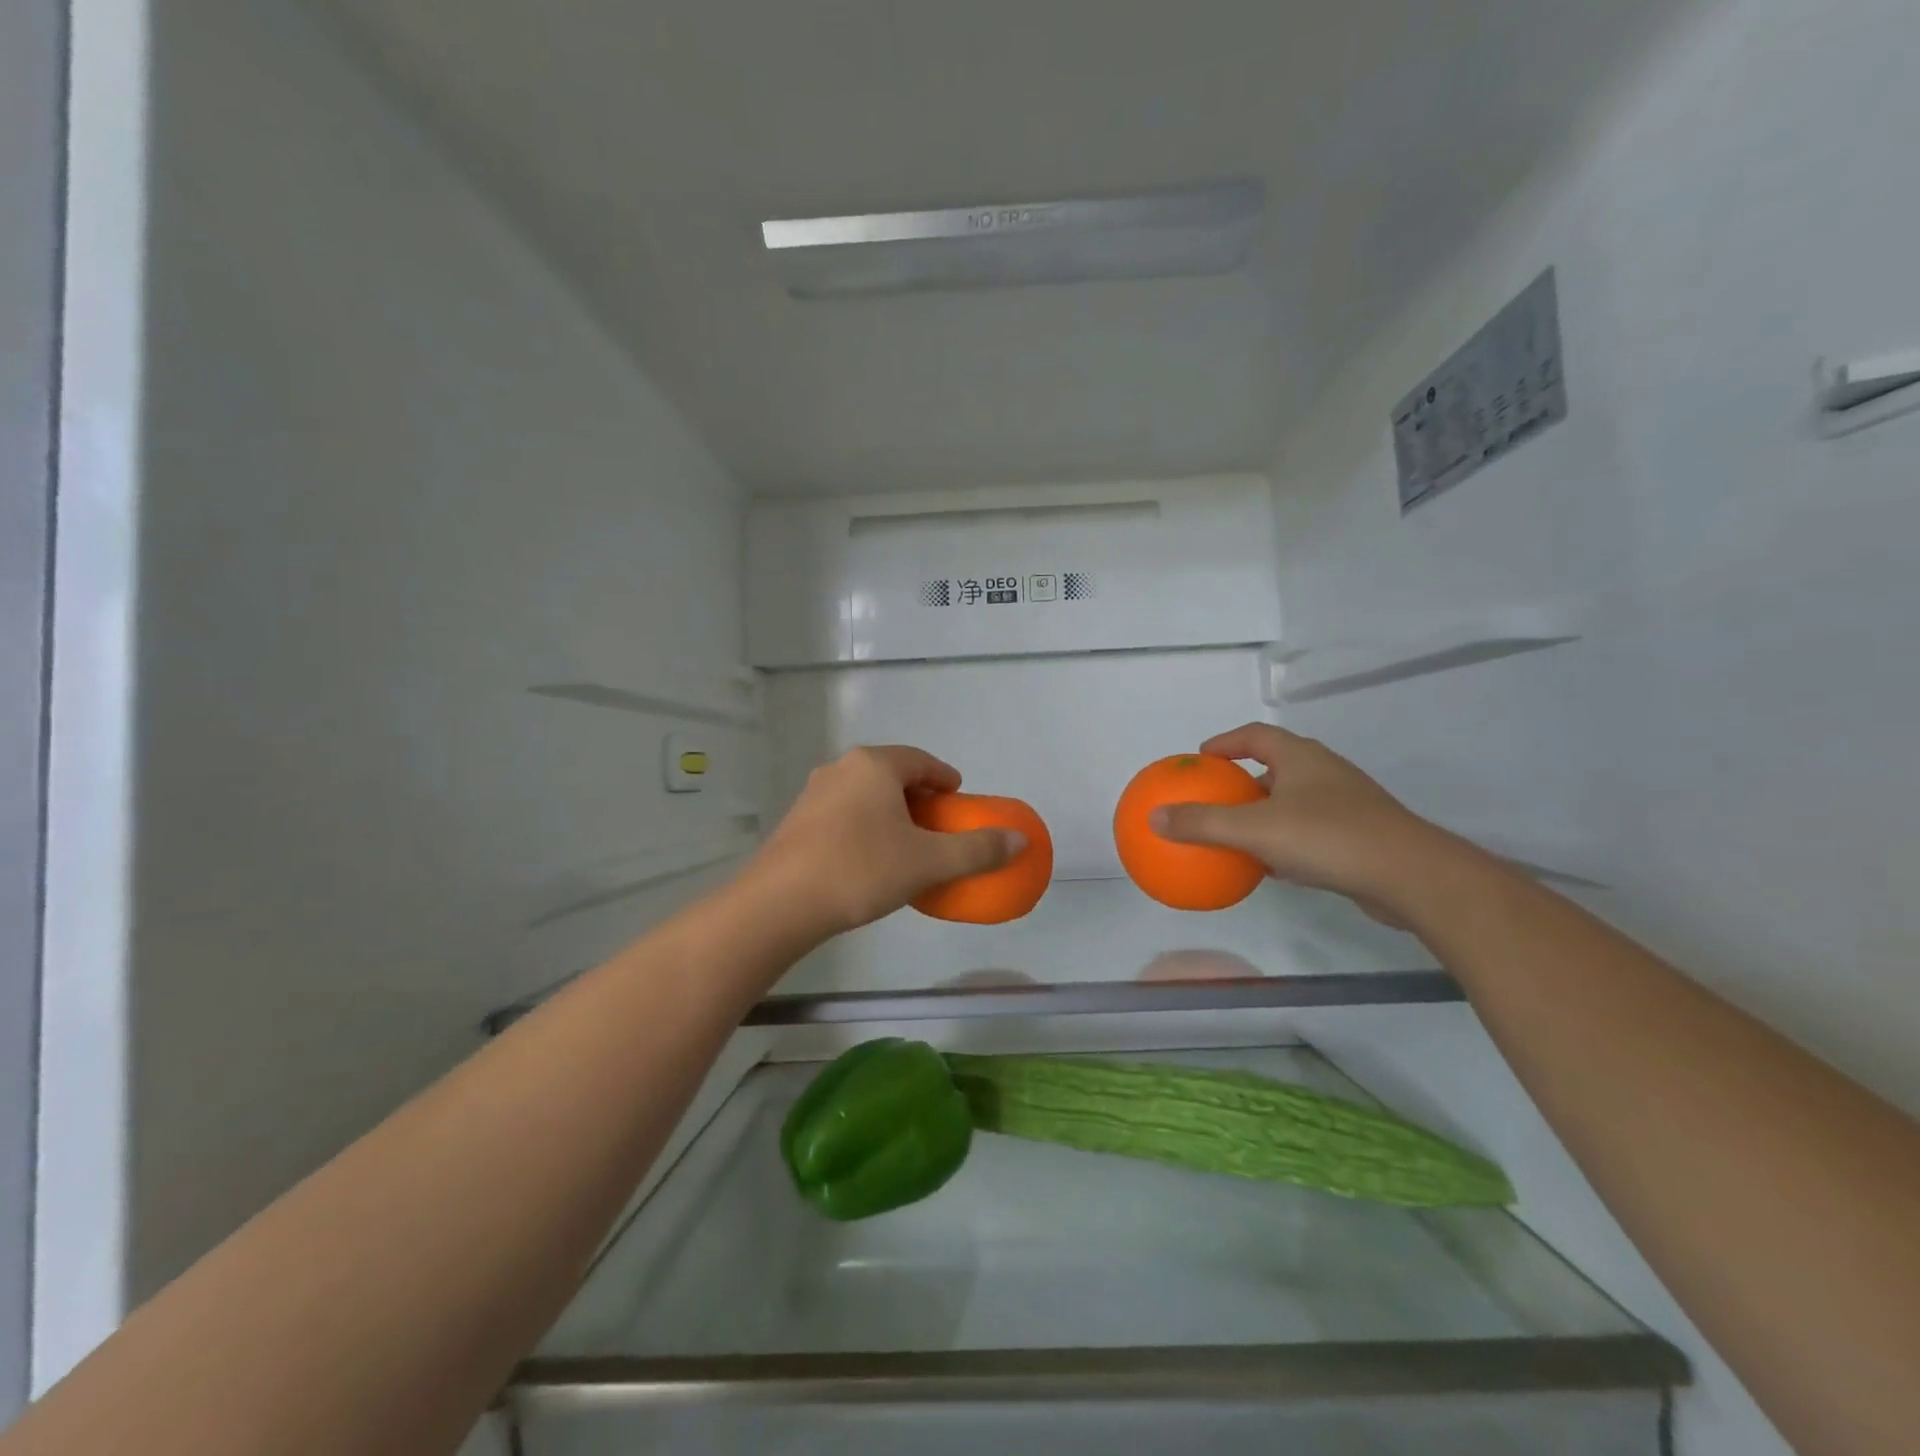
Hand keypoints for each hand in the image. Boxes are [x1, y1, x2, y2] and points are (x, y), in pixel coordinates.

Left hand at [747, 746, 1022, 937]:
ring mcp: (813, 793)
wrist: (779, 904)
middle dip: (918, 795)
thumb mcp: (928, 862)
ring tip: (905, 842)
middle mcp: (841, 768)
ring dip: (889, 810)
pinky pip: (842, 812)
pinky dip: (864, 825)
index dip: (944, 778)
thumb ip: (977, 849)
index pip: (920, 761)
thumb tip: (1020, 839)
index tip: (958, 798)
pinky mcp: (796, 821)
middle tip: (936, 823)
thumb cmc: (861, 871)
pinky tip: (868, 858)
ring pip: (863, 793)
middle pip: (891, 774)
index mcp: (874, 765)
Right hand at [1151, 724, 1448, 913]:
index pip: (1255, 735)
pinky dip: (1283, 841)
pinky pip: (1308, 831)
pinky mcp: (1358, 836)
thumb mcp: (1254, 829)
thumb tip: (1153, 818)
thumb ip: (1203, 823)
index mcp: (1300, 757)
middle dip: (1243, 778)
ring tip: (1234, 830)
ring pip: (1293, 800)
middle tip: (1214, 796)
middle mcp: (1324, 772)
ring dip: (1263, 812)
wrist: (1411, 875)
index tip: (1201, 757)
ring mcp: (1345, 804)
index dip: (1226, 742)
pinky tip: (1268, 866)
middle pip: (1275, 765)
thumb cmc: (1328, 837)